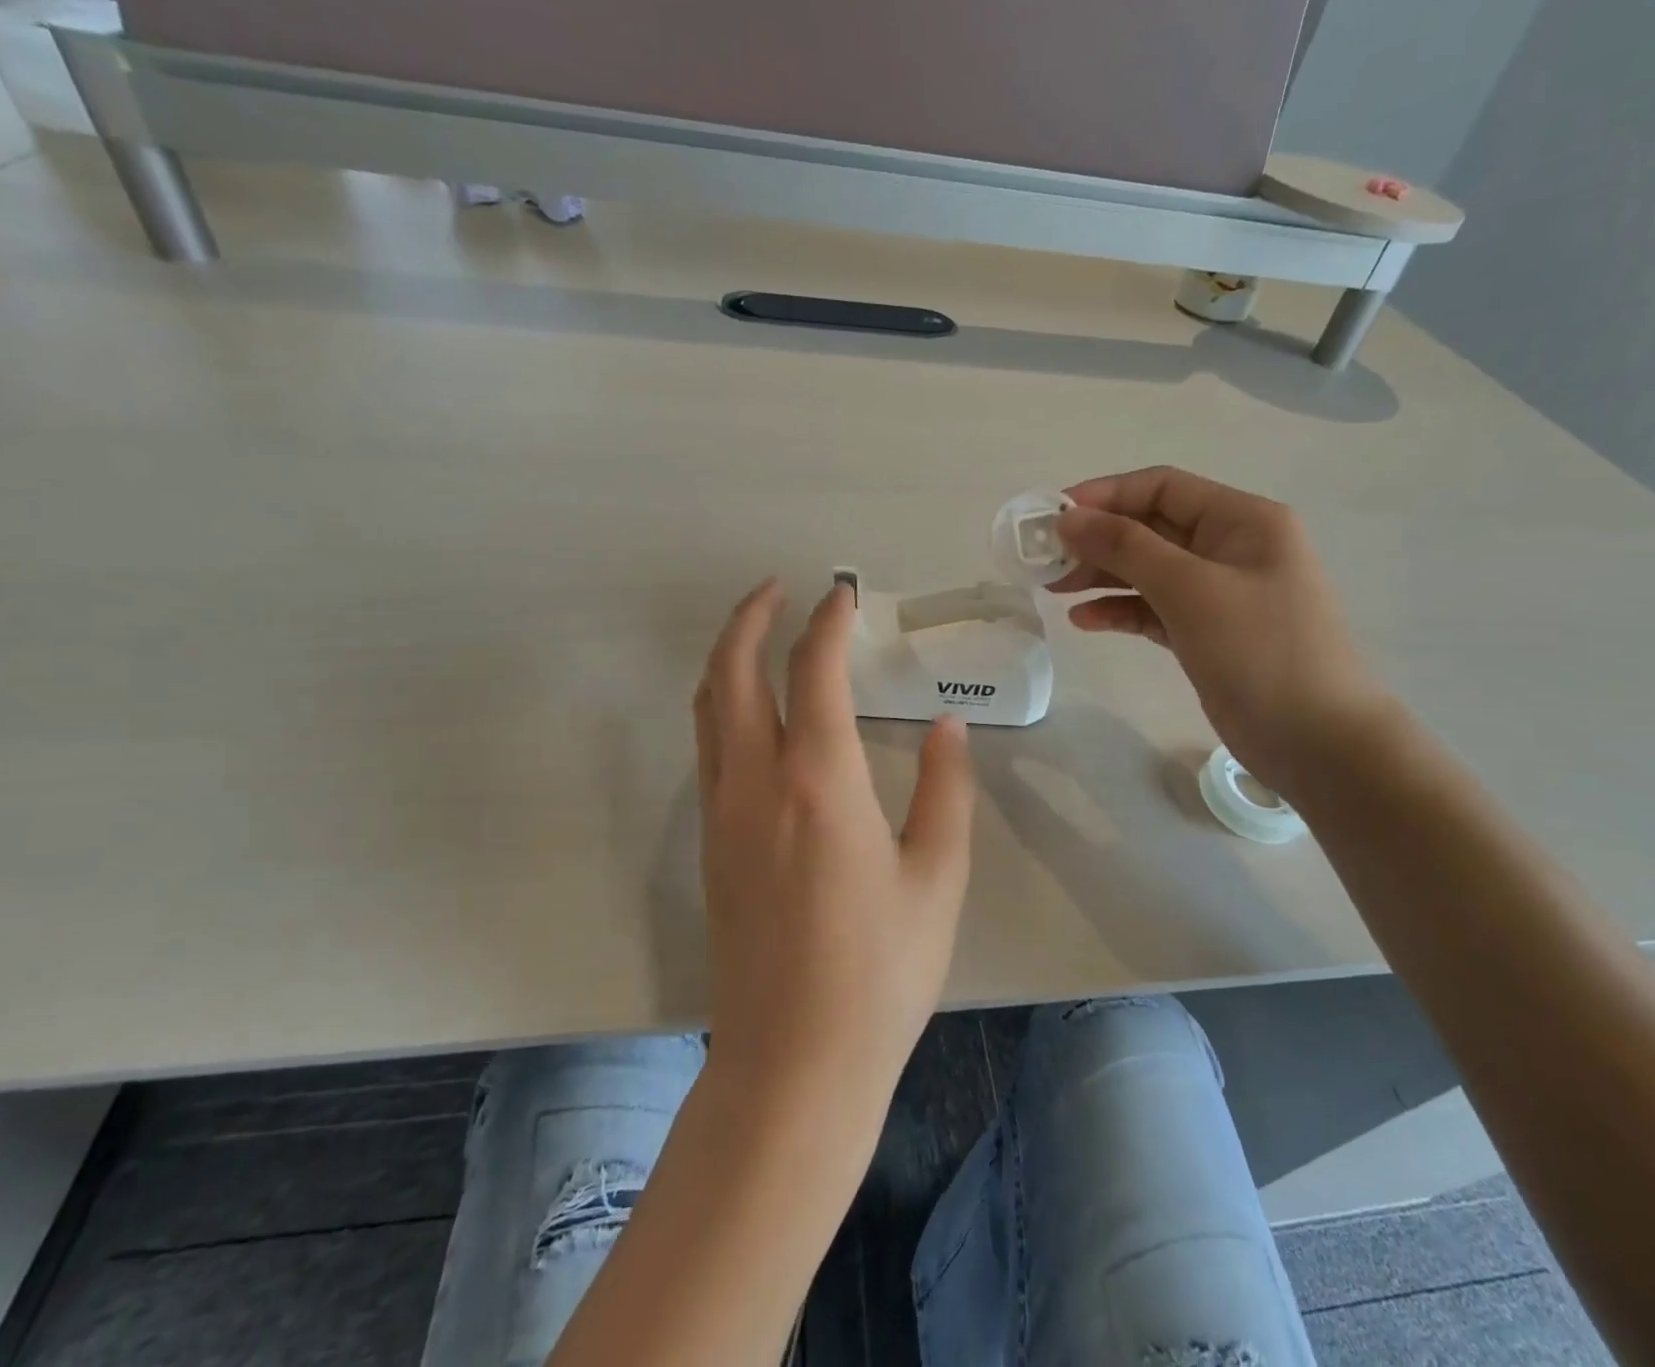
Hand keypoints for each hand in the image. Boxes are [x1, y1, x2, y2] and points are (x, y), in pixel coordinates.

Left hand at [693, 579, 974, 1116]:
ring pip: (708, 708)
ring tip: (758, 633)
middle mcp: (756, 782)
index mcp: (819, 781)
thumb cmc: (880, 972)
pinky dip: (722, 704)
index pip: (814, 671)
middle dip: (751, 619)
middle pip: (733, 672)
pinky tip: (752, 712)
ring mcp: (721, 813)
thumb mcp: (937, 878)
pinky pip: (707, 747)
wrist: (793, 1063)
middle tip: (779, 589)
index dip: (828, 622)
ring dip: (728, 657)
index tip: (843, 595)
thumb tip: (948, 728)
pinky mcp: (709, 845)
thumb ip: (946, 791)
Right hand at [1053, 467, 1391, 796]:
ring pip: (1148, 570)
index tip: (1052, 516)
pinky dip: (1119, 611)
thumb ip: (1126, 547)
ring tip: (1053, 588)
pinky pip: (1154, 609)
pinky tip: (1083, 621)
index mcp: (1241, 520)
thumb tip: (1069, 517)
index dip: (1104, 495)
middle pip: (1150, 528)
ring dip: (1101, 575)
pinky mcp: (1206, 633)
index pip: (1162, 488)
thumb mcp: (1189, 589)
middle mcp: (1230, 548)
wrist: (1317, 741)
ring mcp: (1219, 593)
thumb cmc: (1259, 650)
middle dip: (1097, 539)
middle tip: (1043, 559)